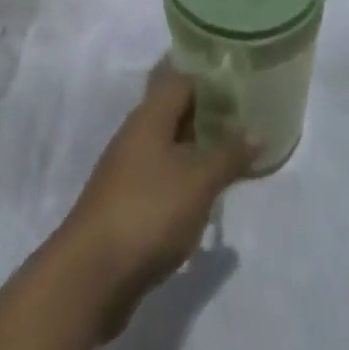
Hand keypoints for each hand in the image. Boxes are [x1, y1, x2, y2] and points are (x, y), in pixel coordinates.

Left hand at [54, 68, 255, 333]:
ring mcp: (129, 169)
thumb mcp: (198, 181)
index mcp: (150, 115)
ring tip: (234, 150)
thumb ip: (228, 154)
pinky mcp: (129, 203)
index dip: (209, 74)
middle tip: (246, 112)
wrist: (92, 275)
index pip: (181, 76)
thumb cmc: (148, 212)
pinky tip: (208, 189)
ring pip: (169, 142)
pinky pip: (164, 174)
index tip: (240, 75)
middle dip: (207, 109)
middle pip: (174, 108)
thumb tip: (256, 129)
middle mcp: (137, 133)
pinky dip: (187, 174)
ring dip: (198, 144)